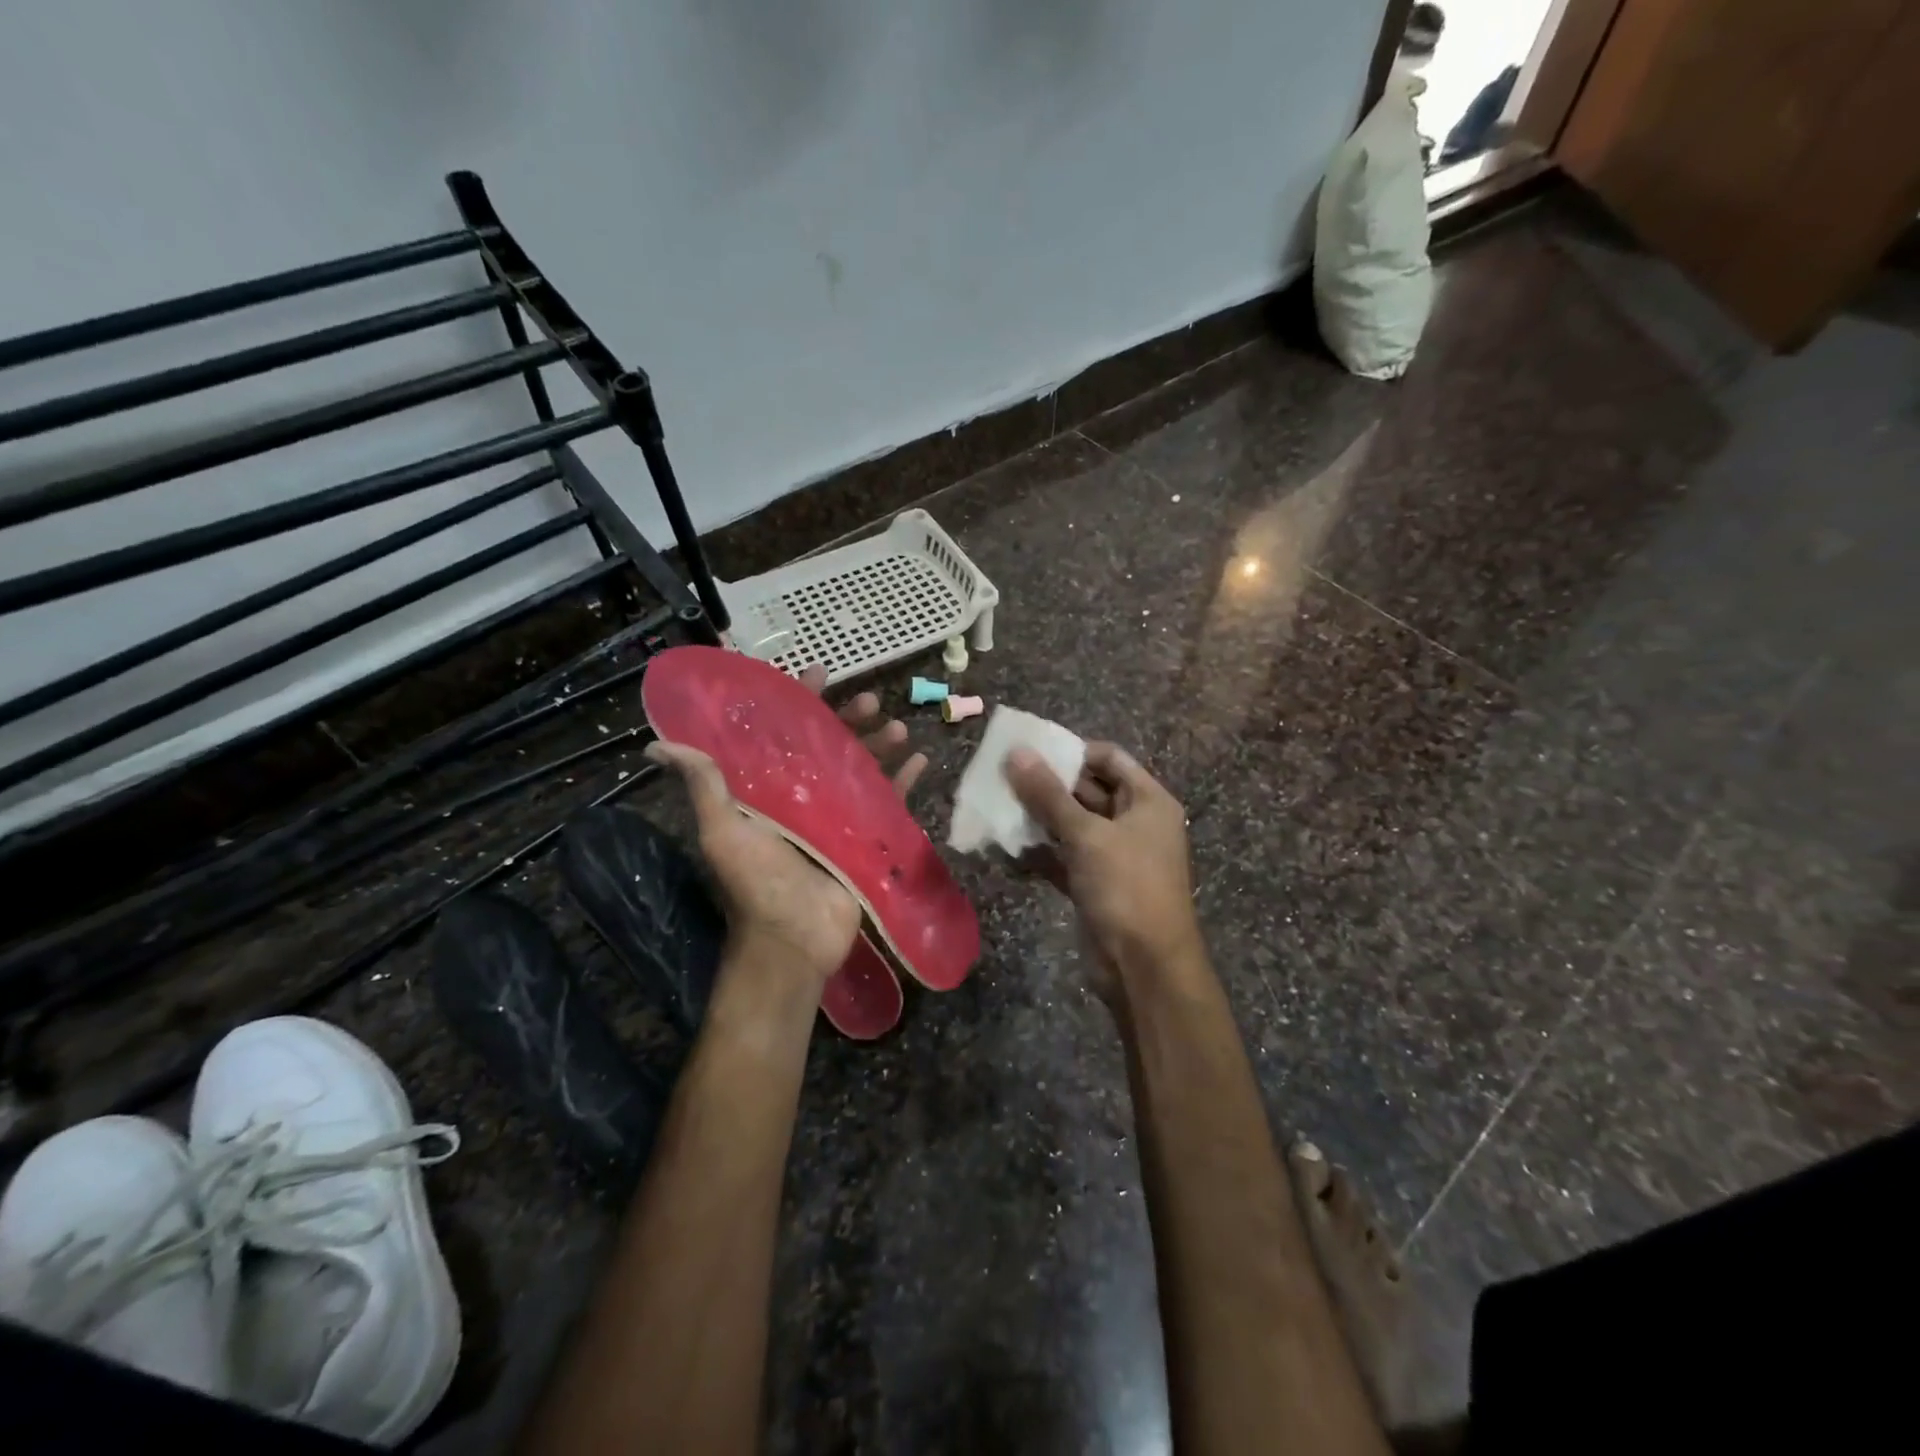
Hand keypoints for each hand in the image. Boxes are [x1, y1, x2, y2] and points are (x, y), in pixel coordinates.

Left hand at [646, 666, 926, 995]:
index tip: (819, 674)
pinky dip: (906, 782)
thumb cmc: (756, 883)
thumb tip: (656, 745)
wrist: (794, 941)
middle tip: (869, 700)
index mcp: (769, 790)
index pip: (784, 734)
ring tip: (899, 728)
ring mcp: (839, 818)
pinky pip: (890, 803)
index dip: (800, 702)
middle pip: (830, 746)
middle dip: (850, 719)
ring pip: (863, 769)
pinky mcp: (866, 839)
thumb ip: (705, 785)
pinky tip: (921, 761)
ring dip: (881, 745)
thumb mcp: (723, 831)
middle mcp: (804, 797)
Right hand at [1004, 742, 1204, 985]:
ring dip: (1038, 818)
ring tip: (996, 806)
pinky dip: (1039, 852)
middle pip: (1088, 790)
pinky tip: (1005, 846)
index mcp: (1147, 801)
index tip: (1030, 752)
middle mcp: (1134, 822)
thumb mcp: (1086, 835)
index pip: (1109, 758)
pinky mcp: (1095, 884)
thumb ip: (1048, 794)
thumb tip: (1016, 753)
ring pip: (1072, 825)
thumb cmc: (1126, 887)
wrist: (1144, 967)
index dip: (1072, 751)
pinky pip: (1064, 857)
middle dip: (1047, 785)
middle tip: (1002, 776)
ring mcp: (1114, 856)